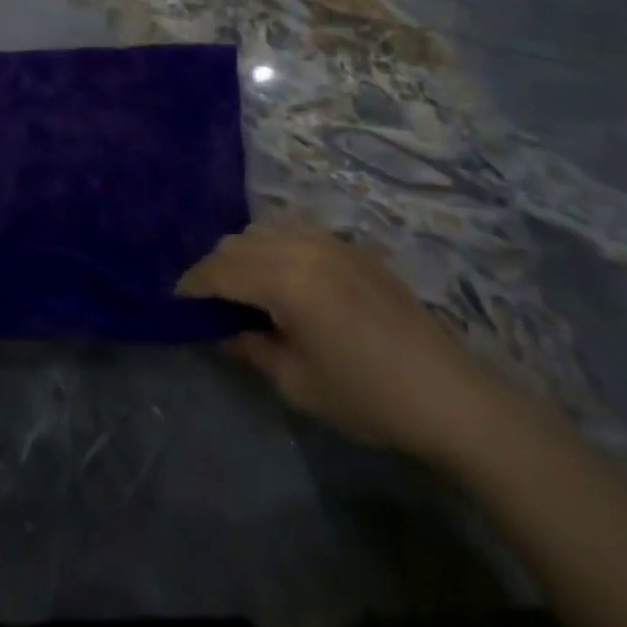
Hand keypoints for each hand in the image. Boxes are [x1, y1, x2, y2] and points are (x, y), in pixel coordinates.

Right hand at [179, 226, 502, 460]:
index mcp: (285, 279)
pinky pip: (293, 231)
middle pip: (237, 242)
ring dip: (244, 253)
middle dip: (215, 268)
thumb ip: (251, 347)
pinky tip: (282, 278)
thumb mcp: (297, 383)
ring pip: (264, 229)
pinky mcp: (350, 246)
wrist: (449, 395)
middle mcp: (301, 246)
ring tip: (245, 290)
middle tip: (211, 304)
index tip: (176, 302)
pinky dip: (273, 245)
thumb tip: (222, 329)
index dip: (193, 284)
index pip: (219, 269)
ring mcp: (329, 240)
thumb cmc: (367, 396)